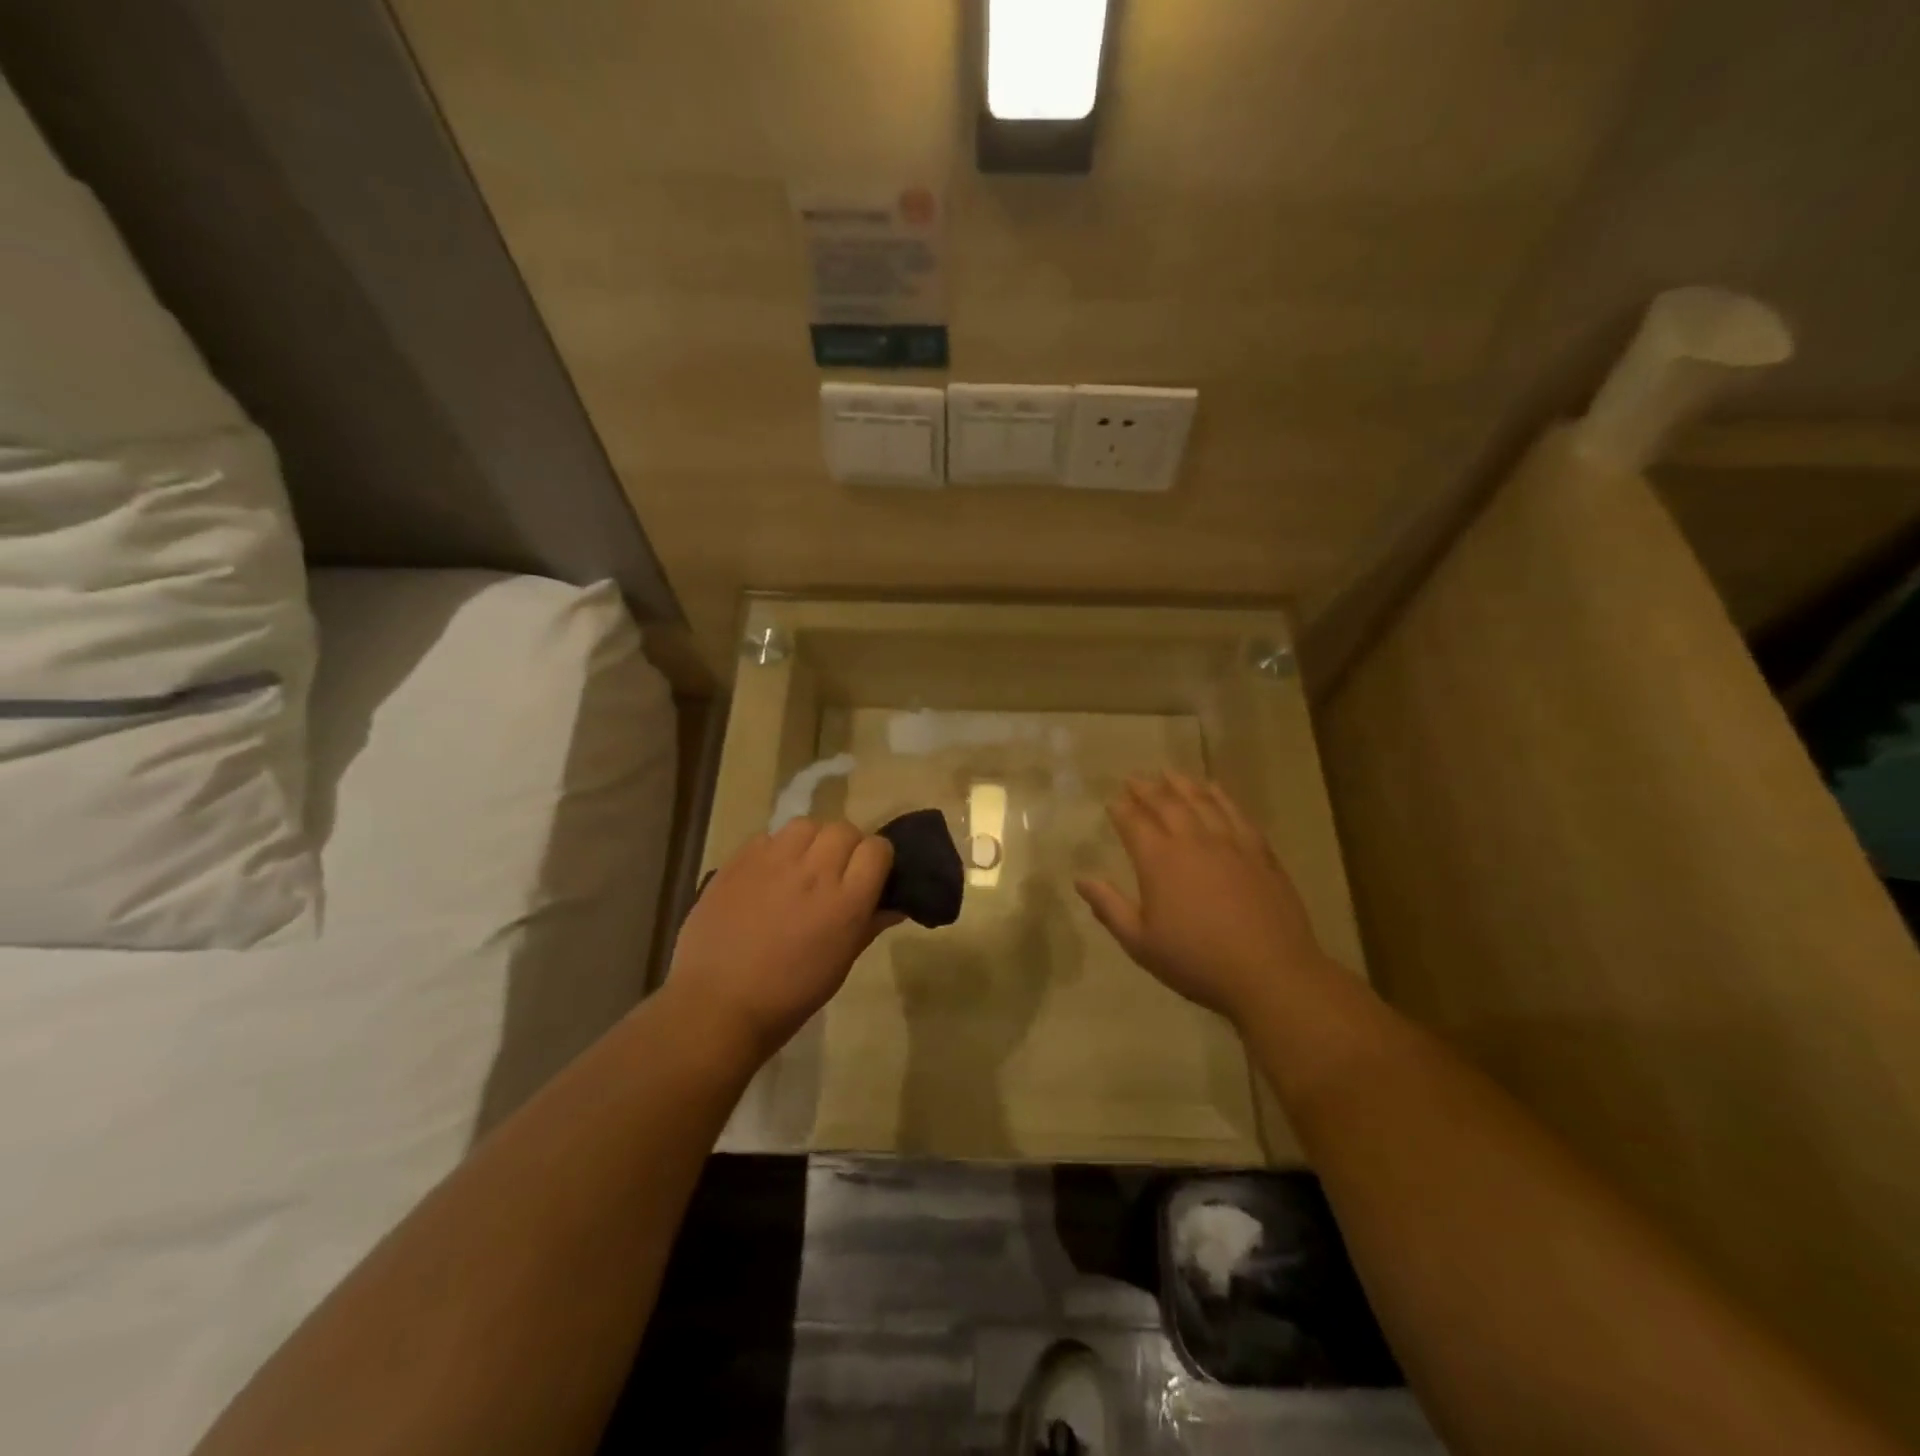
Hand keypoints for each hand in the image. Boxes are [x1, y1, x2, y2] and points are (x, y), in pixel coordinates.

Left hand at [667, 819, 897, 1065]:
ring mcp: (773, 861)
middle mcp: (814, 871)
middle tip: (833, 873)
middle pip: (844, 829)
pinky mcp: (739, 860)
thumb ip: (870, 925)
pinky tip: (767, 875)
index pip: (878, 848)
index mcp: (846, 901)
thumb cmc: (789, 995)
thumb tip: (895, 905)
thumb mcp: (841, 964)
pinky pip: (767, 836)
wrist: (718, 1005)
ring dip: (810, 841)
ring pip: (806, 825)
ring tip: (800, 866)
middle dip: (846, 847)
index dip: (876, 859)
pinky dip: (774, 849)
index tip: (868, 875)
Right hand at [1075, 773, 1326, 1025]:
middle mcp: (1193, 840)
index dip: (1120, 809)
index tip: (1112, 800)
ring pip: (1202, 800)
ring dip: (1182, 784)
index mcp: (1159, 860)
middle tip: (1134, 777)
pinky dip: (1222, 796)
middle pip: (1166, 803)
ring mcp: (1230, 842)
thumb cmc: (1196, 961)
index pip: (1133, 822)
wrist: (1269, 973)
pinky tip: (1216, 789)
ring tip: (1170, 773)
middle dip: (1146, 788)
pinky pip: (1237, 812)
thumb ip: (1109, 907)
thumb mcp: (1140, 943)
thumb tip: (1081, 879)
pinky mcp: (1259, 851)